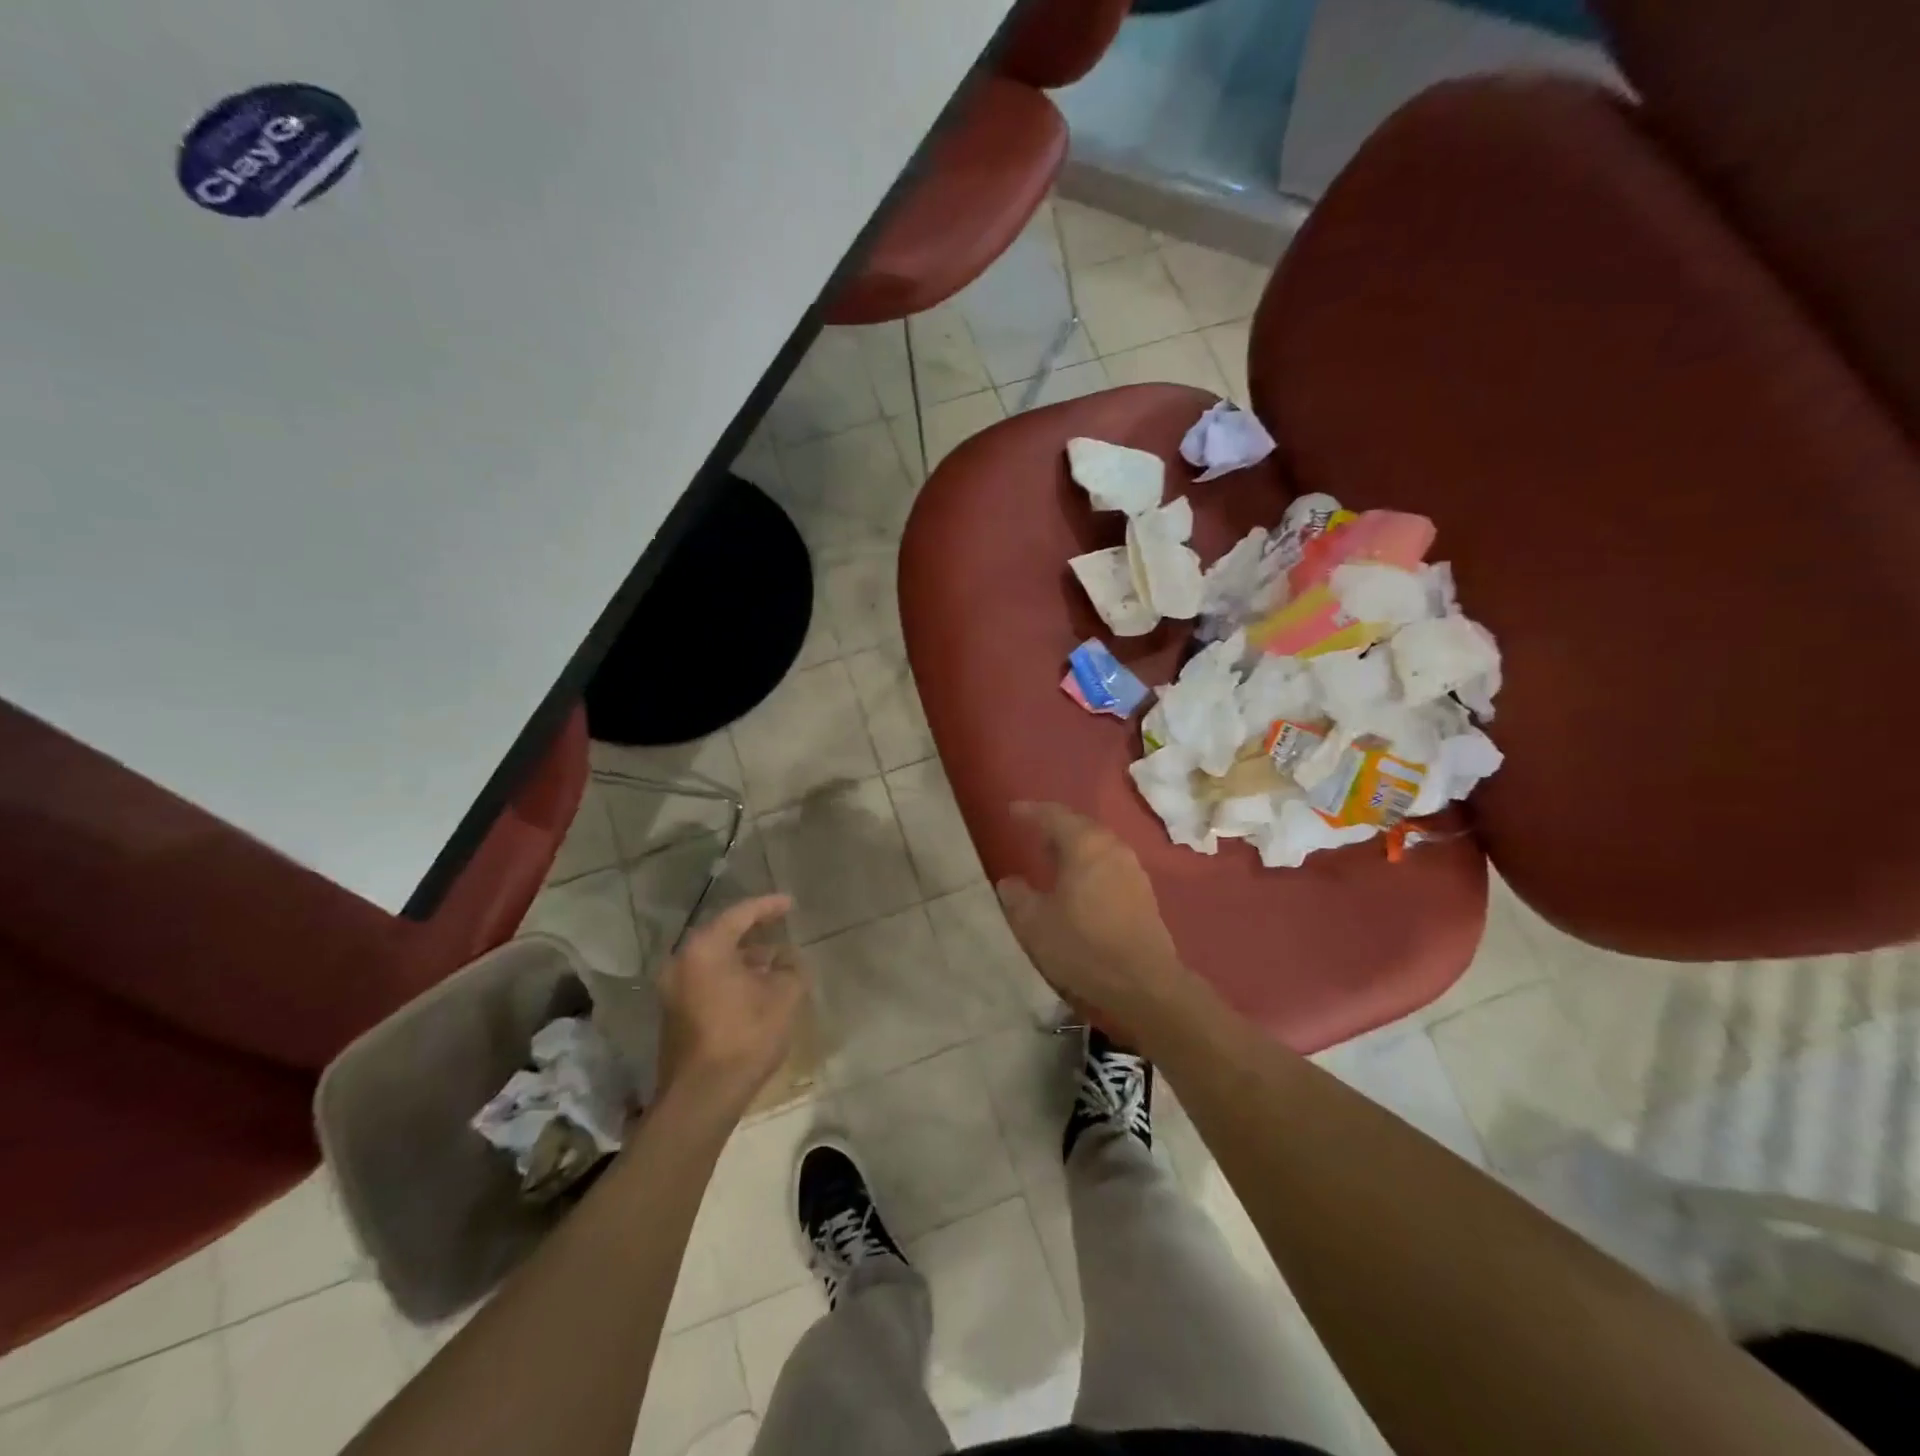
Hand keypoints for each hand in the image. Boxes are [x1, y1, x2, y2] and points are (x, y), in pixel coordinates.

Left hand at [656, 894, 806, 1117]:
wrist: (701, 1097)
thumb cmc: (744, 1037)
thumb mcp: (784, 996)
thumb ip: (791, 969)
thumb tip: (786, 961)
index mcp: (704, 949)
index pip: (739, 914)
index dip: (768, 906)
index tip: (790, 903)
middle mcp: (682, 963)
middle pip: (721, 935)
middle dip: (753, 931)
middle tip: (779, 925)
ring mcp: (673, 990)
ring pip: (714, 960)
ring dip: (743, 957)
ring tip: (775, 960)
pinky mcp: (675, 1014)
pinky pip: (706, 980)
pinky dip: (731, 976)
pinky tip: (756, 987)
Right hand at [995, 802, 1195, 1041]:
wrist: (1144, 983)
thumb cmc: (1083, 946)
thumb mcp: (1035, 924)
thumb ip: (1018, 897)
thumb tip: (1010, 882)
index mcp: (1084, 845)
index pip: (1053, 815)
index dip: (1030, 812)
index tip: (1012, 811)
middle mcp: (1111, 846)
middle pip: (1079, 825)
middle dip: (1054, 826)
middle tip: (1032, 832)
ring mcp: (1132, 868)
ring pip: (1097, 844)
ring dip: (1074, 845)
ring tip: (1052, 856)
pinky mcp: (1143, 891)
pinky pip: (1108, 862)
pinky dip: (1089, 862)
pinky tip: (1078, 882)